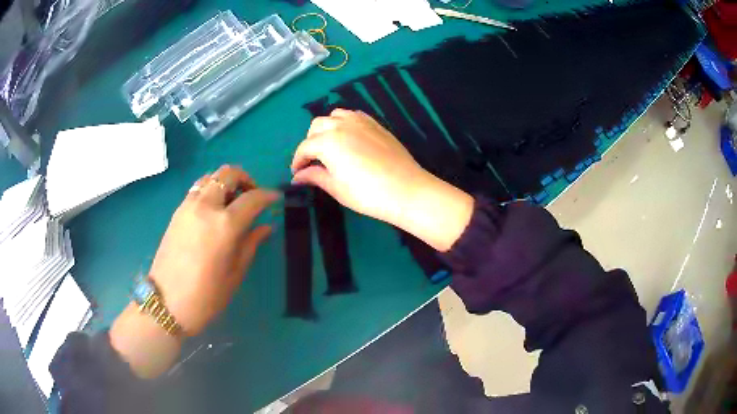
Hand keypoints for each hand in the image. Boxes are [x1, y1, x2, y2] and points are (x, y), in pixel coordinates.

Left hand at [111, 166, 278, 377]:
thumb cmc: (206, 295)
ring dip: (225, 182)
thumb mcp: (235, 273)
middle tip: (252, 196)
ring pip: (210, 177)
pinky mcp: (177, 211)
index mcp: (225, 225)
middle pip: (228, 174)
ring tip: (232, 202)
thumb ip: (251, 244)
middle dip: (245, 179)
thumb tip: (265, 226)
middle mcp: (206, 206)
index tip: (275, 198)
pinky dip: (210, 189)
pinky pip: (197, 188)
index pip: (252, 198)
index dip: (267, 195)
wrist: (167, 302)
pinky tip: (214, 209)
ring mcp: (188, 206)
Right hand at [292, 109, 473, 251]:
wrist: (406, 189)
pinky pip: (353, 115)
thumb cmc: (367, 193)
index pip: (304, 147)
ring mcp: (360, 121)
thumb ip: (315, 176)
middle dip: (310, 142)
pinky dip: (344, 122)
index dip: (297, 161)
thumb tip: (298, 176)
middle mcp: (341, 125)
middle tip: (312, 161)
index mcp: (328, 141)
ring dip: (326, 128)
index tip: (297, 173)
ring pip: (334, 116)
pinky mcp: (376, 124)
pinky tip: (348, 137)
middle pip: (316, 126)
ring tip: (329, 146)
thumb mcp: (336, 188)